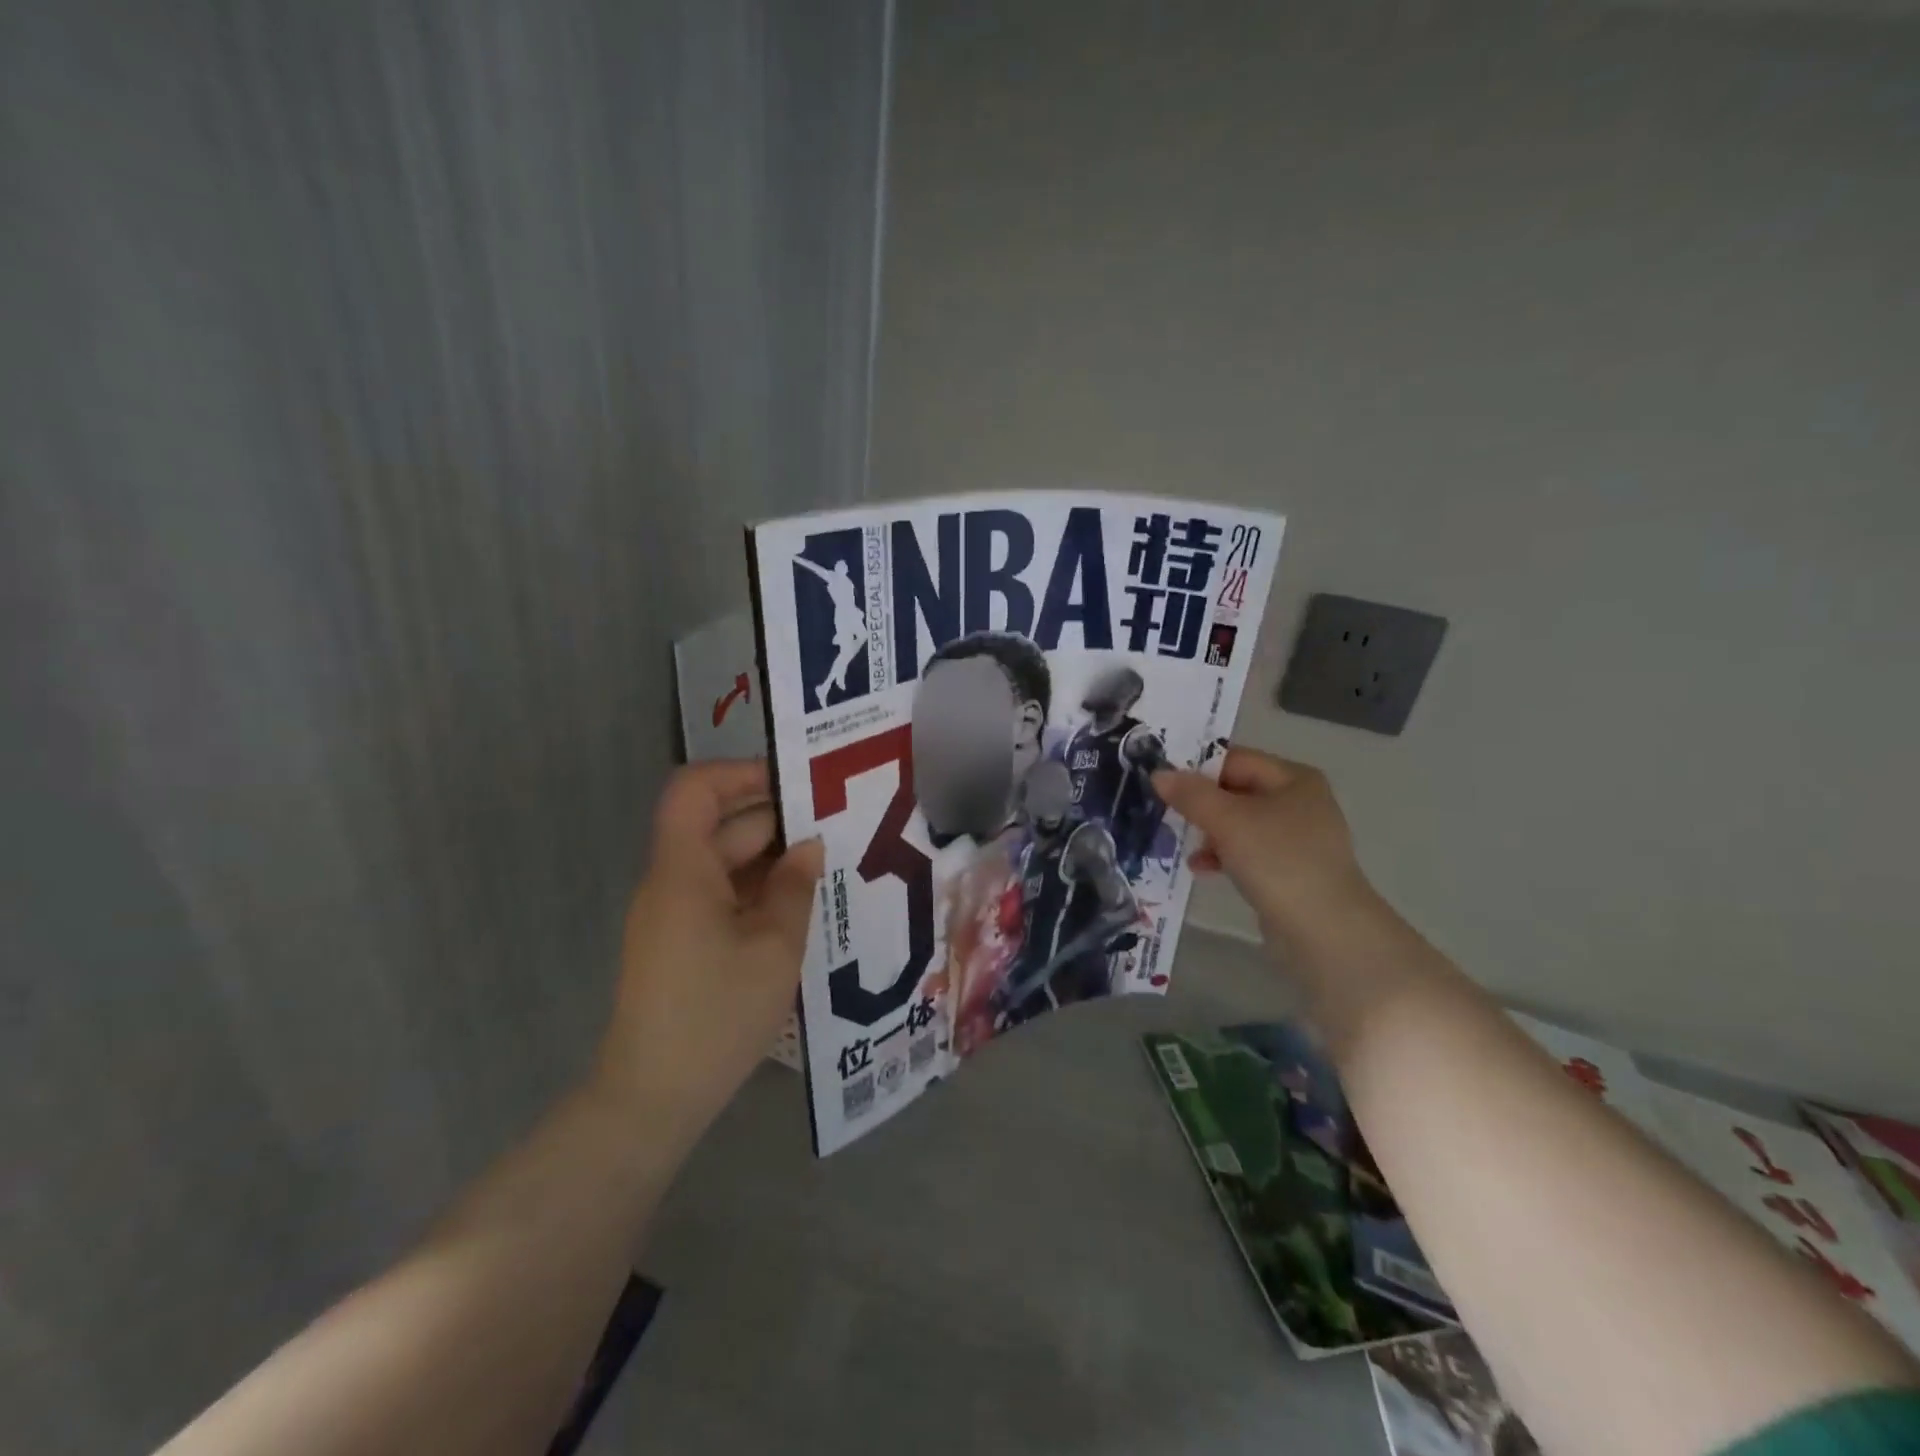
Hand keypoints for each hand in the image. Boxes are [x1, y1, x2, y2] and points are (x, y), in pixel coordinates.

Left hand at [593, 760, 822, 1153]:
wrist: (653, 1098)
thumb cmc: (716, 1015)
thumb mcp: (774, 948)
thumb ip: (794, 888)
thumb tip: (809, 846)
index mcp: (683, 870)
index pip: (695, 789)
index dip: (741, 773)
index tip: (796, 784)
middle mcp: (672, 882)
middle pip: (718, 826)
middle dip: (776, 820)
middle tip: (836, 826)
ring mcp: (674, 914)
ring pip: (724, 863)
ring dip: (772, 859)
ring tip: (829, 865)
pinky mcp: (681, 943)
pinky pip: (721, 896)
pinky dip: (758, 891)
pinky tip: (800, 905)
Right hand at [1152, 747, 1372, 946]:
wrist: (1325, 931)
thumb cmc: (1277, 861)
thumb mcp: (1227, 821)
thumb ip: (1191, 794)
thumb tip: (1159, 773)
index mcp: (1293, 778)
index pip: (1235, 759)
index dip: (1198, 769)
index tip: (1163, 784)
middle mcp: (1300, 801)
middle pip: (1236, 790)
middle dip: (1201, 804)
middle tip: (1168, 814)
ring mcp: (1297, 838)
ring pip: (1239, 823)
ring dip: (1208, 832)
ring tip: (1184, 846)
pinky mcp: (1291, 869)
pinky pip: (1248, 851)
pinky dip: (1224, 855)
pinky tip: (1202, 868)